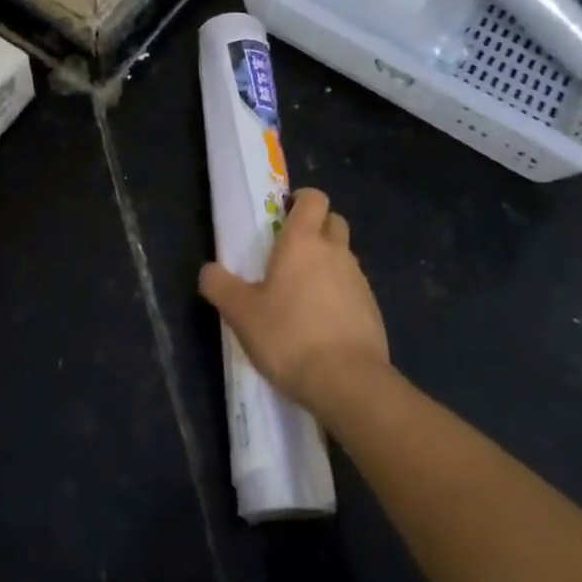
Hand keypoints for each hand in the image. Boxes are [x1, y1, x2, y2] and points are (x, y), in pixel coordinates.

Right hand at [199, 188, 389, 418]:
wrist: (349, 383)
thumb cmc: (289, 336)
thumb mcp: (241, 313)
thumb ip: (220, 286)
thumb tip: (208, 270)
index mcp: (303, 240)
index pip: (313, 198)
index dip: (301, 200)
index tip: (283, 215)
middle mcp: (335, 251)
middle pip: (333, 221)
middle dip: (317, 228)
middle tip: (291, 253)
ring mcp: (359, 280)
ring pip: (344, 256)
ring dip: (328, 263)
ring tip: (304, 294)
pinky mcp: (373, 310)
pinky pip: (354, 288)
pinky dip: (341, 295)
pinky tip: (323, 323)